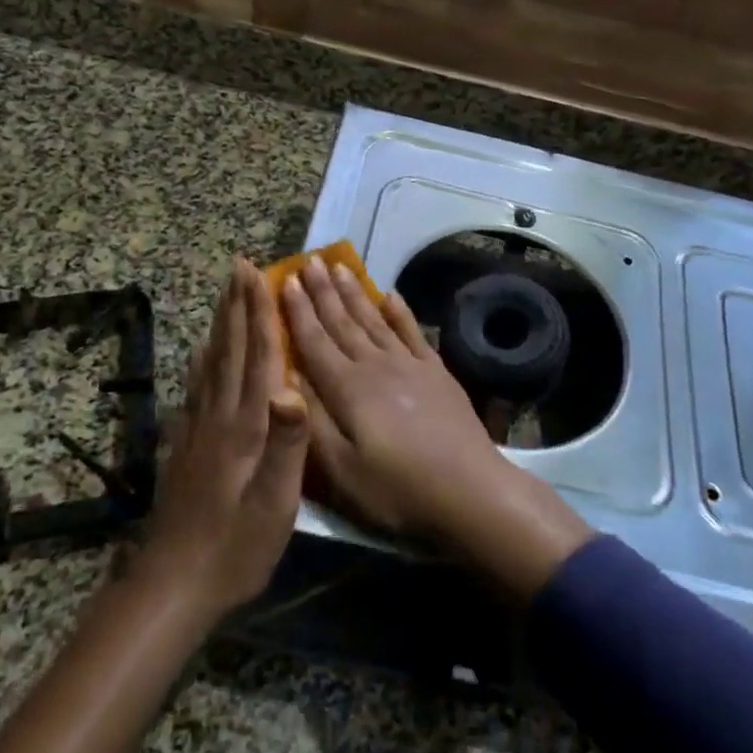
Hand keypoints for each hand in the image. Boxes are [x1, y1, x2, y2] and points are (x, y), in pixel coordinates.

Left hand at [139, 258, 307, 622]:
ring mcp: (198, 429)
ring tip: (226, 294)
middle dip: (237, 305)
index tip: (259, 274)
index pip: (256, 357)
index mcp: (245, 426)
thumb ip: (286, 446)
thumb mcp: (274, 505)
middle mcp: (219, 416)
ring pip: (212, 362)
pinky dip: (202, 359)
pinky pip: (197, 387)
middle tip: (240, 266)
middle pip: (230, 349)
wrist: (174, 585)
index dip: (259, 313)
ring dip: (222, 323)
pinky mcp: (187, 445)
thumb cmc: (235, 547)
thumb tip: (293, 388)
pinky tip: (201, 350)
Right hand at [281, 256, 593, 597]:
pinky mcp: (435, 372)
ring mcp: (409, 365)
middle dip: (322, 291)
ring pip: (373, 320)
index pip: (314, 341)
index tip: (283, 280)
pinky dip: (399, 311)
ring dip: (354, 292)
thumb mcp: (341, 471)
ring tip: (339, 266)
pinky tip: (390, 295)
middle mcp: (375, 366)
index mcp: (347, 388)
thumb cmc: (396, 489)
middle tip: (307, 261)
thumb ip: (312, 422)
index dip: (296, 311)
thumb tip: (285, 379)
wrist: (469, 490)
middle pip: (342, 321)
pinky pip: (412, 332)